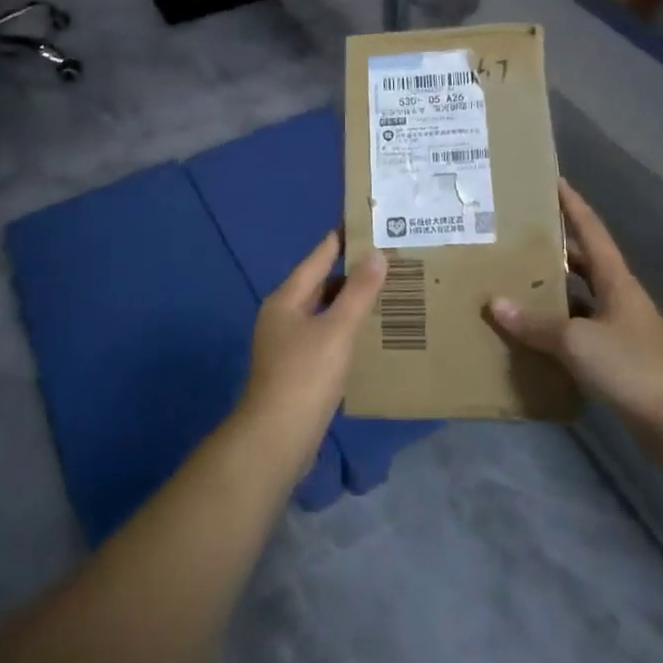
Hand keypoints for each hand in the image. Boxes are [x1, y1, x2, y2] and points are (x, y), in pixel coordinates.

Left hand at [241, 232, 385, 455]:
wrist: (277, 437)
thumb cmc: (305, 375)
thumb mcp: (337, 330)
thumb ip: (358, 292)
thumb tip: (376, 254)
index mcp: (286, 299)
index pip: (317, 259)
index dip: (339, 241)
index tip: (363, 224)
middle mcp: (282, 316)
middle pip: (319, 285)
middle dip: (350, 274)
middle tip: (385, 260)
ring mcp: (287, 344)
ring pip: (323, 313)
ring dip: (348, 303)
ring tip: (383, 292)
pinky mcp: (296, 370)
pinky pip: (324, 337)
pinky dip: (344, 330)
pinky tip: (367, 334)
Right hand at [488, 181, 662, 460]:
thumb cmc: (633, 368)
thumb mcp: (577, 341)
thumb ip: (536, 323)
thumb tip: (495, 303)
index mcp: (616, 281)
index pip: (592, 231)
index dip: (573, 205)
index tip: (553, 180)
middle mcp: (618, 299)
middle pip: (582, 263)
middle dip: (553, 248)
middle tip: (515, 235)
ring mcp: (619, 331)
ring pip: (578, 300)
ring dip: (550, 292)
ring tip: (511, 281)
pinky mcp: (616, 362)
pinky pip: (577, 334)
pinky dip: (554, 331)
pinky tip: (529, 335)